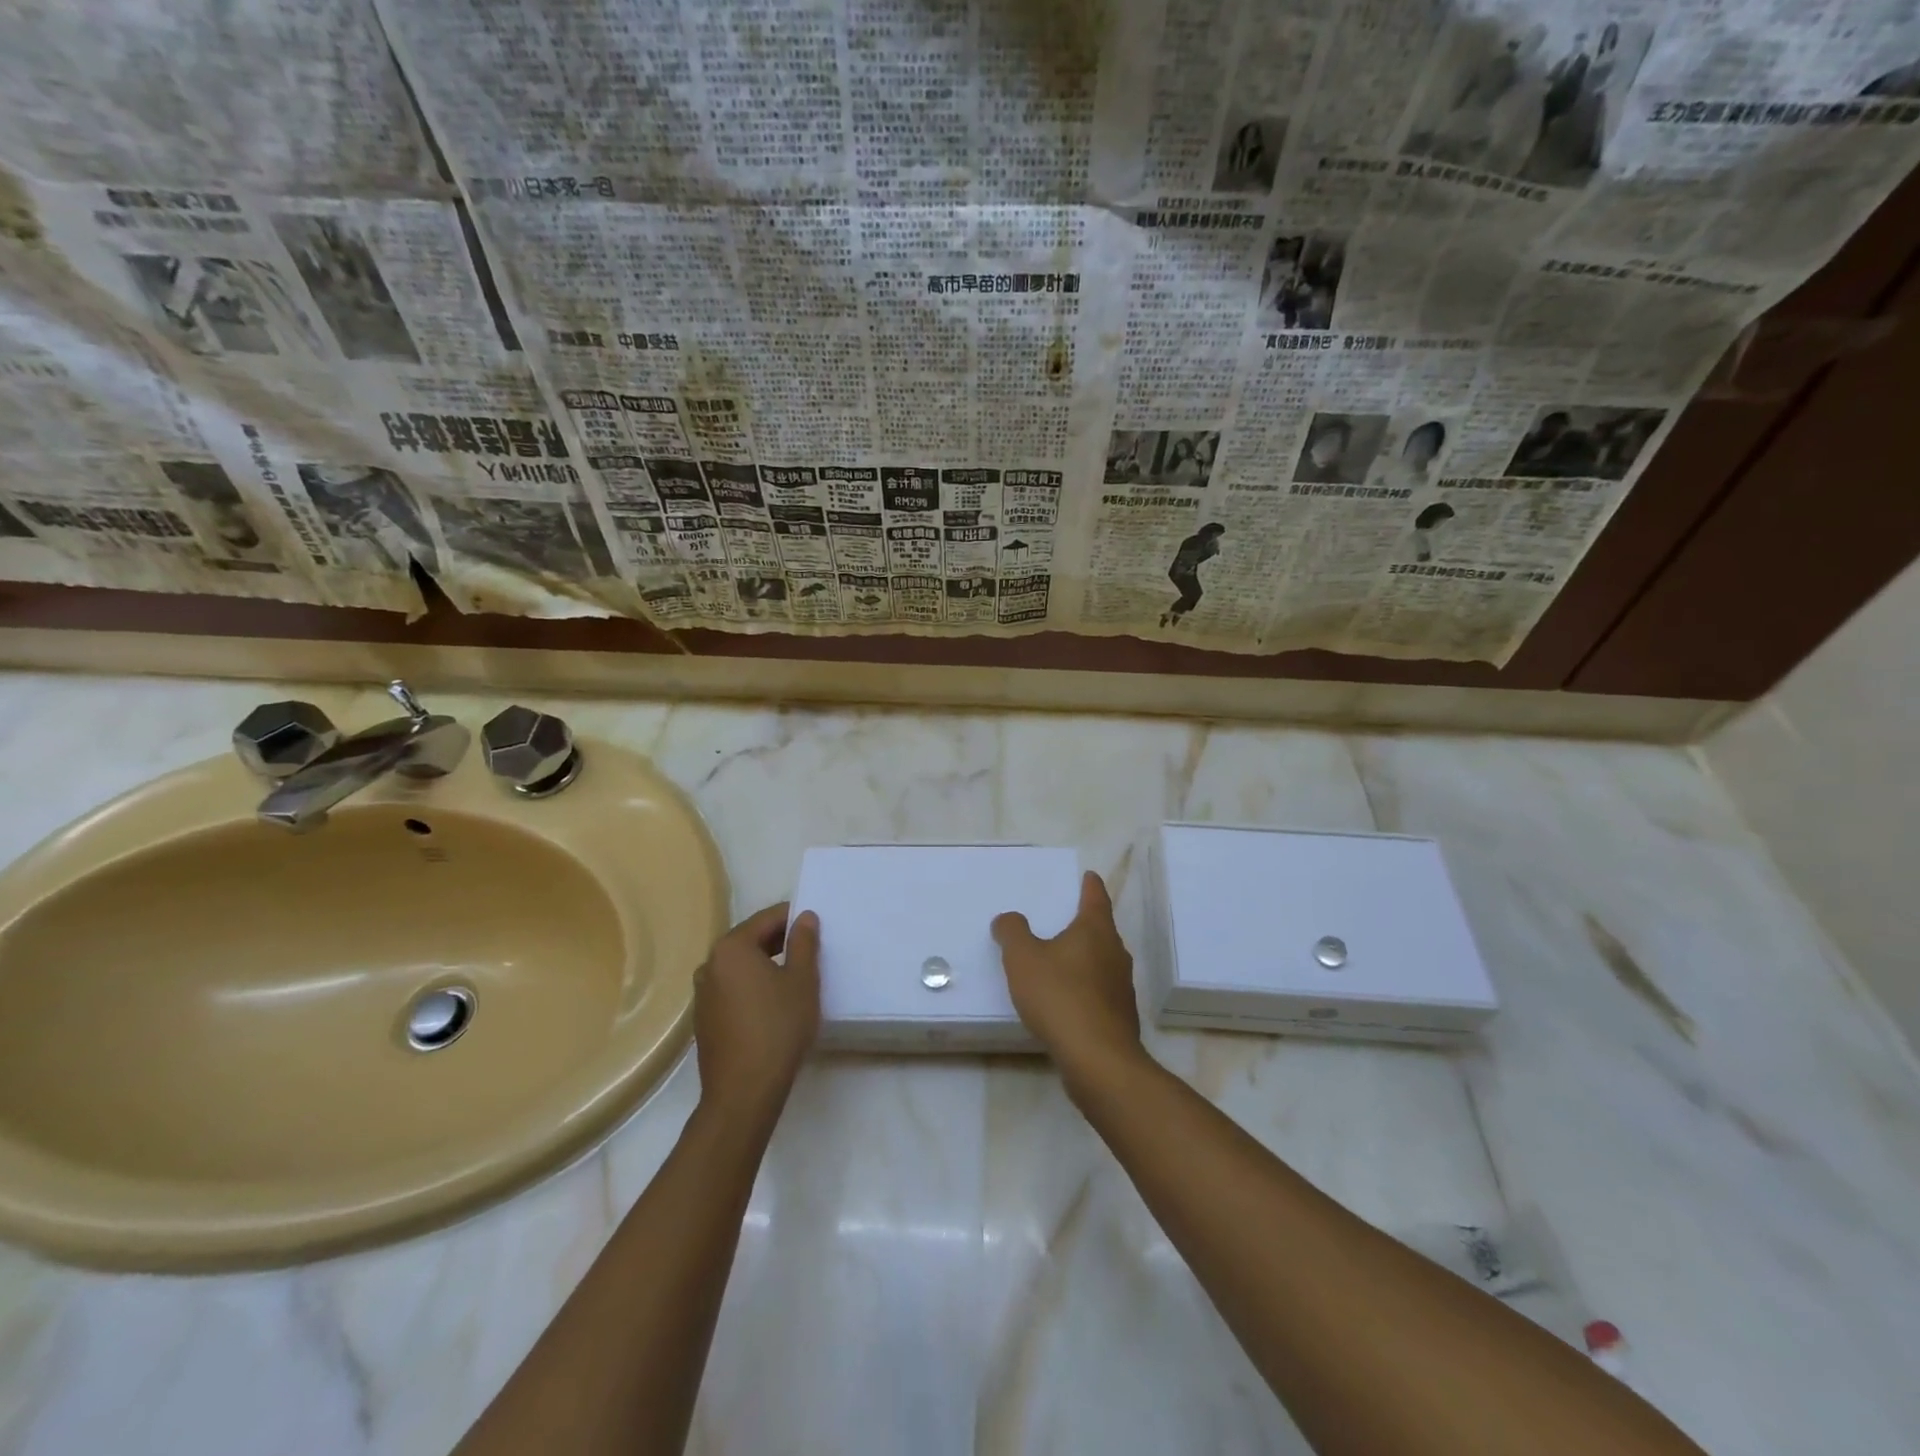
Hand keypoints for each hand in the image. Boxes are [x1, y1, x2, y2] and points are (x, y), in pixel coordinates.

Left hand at [693, 904, 819, 1129]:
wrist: (744, 1092)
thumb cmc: (778, 1027)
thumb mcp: (802, 980)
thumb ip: (804, 942)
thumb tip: (804, 917)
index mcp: (731, 948)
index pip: (766, 918)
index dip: (794, 918)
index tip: (816, 927)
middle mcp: (710, 965)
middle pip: (750, 940)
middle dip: (780, 941)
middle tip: (810, 951)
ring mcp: (702, 994)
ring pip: (740, 966)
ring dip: (765, 965)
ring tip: (794, 978)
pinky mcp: (704, 1019)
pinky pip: (732, 989)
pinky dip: (752, 987)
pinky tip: (772, 1005)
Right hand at [993, 872, 1143, 1092]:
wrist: (1098, 1059)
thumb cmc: (1060, 996)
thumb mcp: (1023, 958)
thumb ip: (1012, 932)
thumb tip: (1008, 919)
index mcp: (1095, 930)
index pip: (1095, 897)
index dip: (1090, 885)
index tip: (1089, 876)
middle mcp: (1115, 953)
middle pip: (1101, 930)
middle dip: (1085, 924)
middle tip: (1065, 919)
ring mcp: (1122, 987)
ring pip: (1102, 962)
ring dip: (1084, 958)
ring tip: (1061, 960)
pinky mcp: (1119, 1016)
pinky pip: (1099, 991)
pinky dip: (1084, 988)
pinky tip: (1066, 1000)